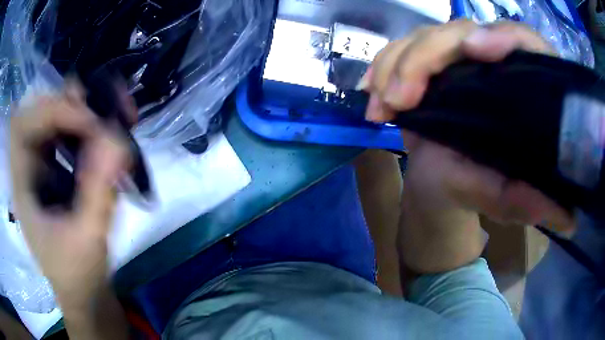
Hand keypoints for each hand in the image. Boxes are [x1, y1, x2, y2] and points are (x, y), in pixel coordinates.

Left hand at [9, 85, 127, 309]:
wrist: (83, 293)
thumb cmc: (78, 276)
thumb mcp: (87, 242)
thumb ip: (99, 194)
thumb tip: (119, 142)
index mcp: (22, 186)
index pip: (24, 126)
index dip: (54, 112)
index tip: (93, 125)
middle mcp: (28, 165)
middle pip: (41, 109)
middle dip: (73, 103)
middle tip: (108, 111)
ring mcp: (42, 163)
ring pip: (58, 113)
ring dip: (87, 109)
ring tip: (118, 118)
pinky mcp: (57, 166)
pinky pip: (71, 131)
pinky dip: (93, 125)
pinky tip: (112, 137)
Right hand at [361, 20, 573, 231]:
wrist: (442, 182)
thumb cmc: (478, 186)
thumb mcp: (502, 198)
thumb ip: (524, 202)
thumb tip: (567, 218)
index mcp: (523, 83)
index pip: (524, 41)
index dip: (505, 37)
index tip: (477, 51)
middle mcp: (492, 60)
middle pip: (461, 31)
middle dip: (425, 58)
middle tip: (399, 101)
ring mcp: (457, 56)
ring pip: (425, 36)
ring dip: (396, 63)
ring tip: (380, 106)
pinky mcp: (429, 62)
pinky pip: (401, 49)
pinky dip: (382, 66)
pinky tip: (370, 92)